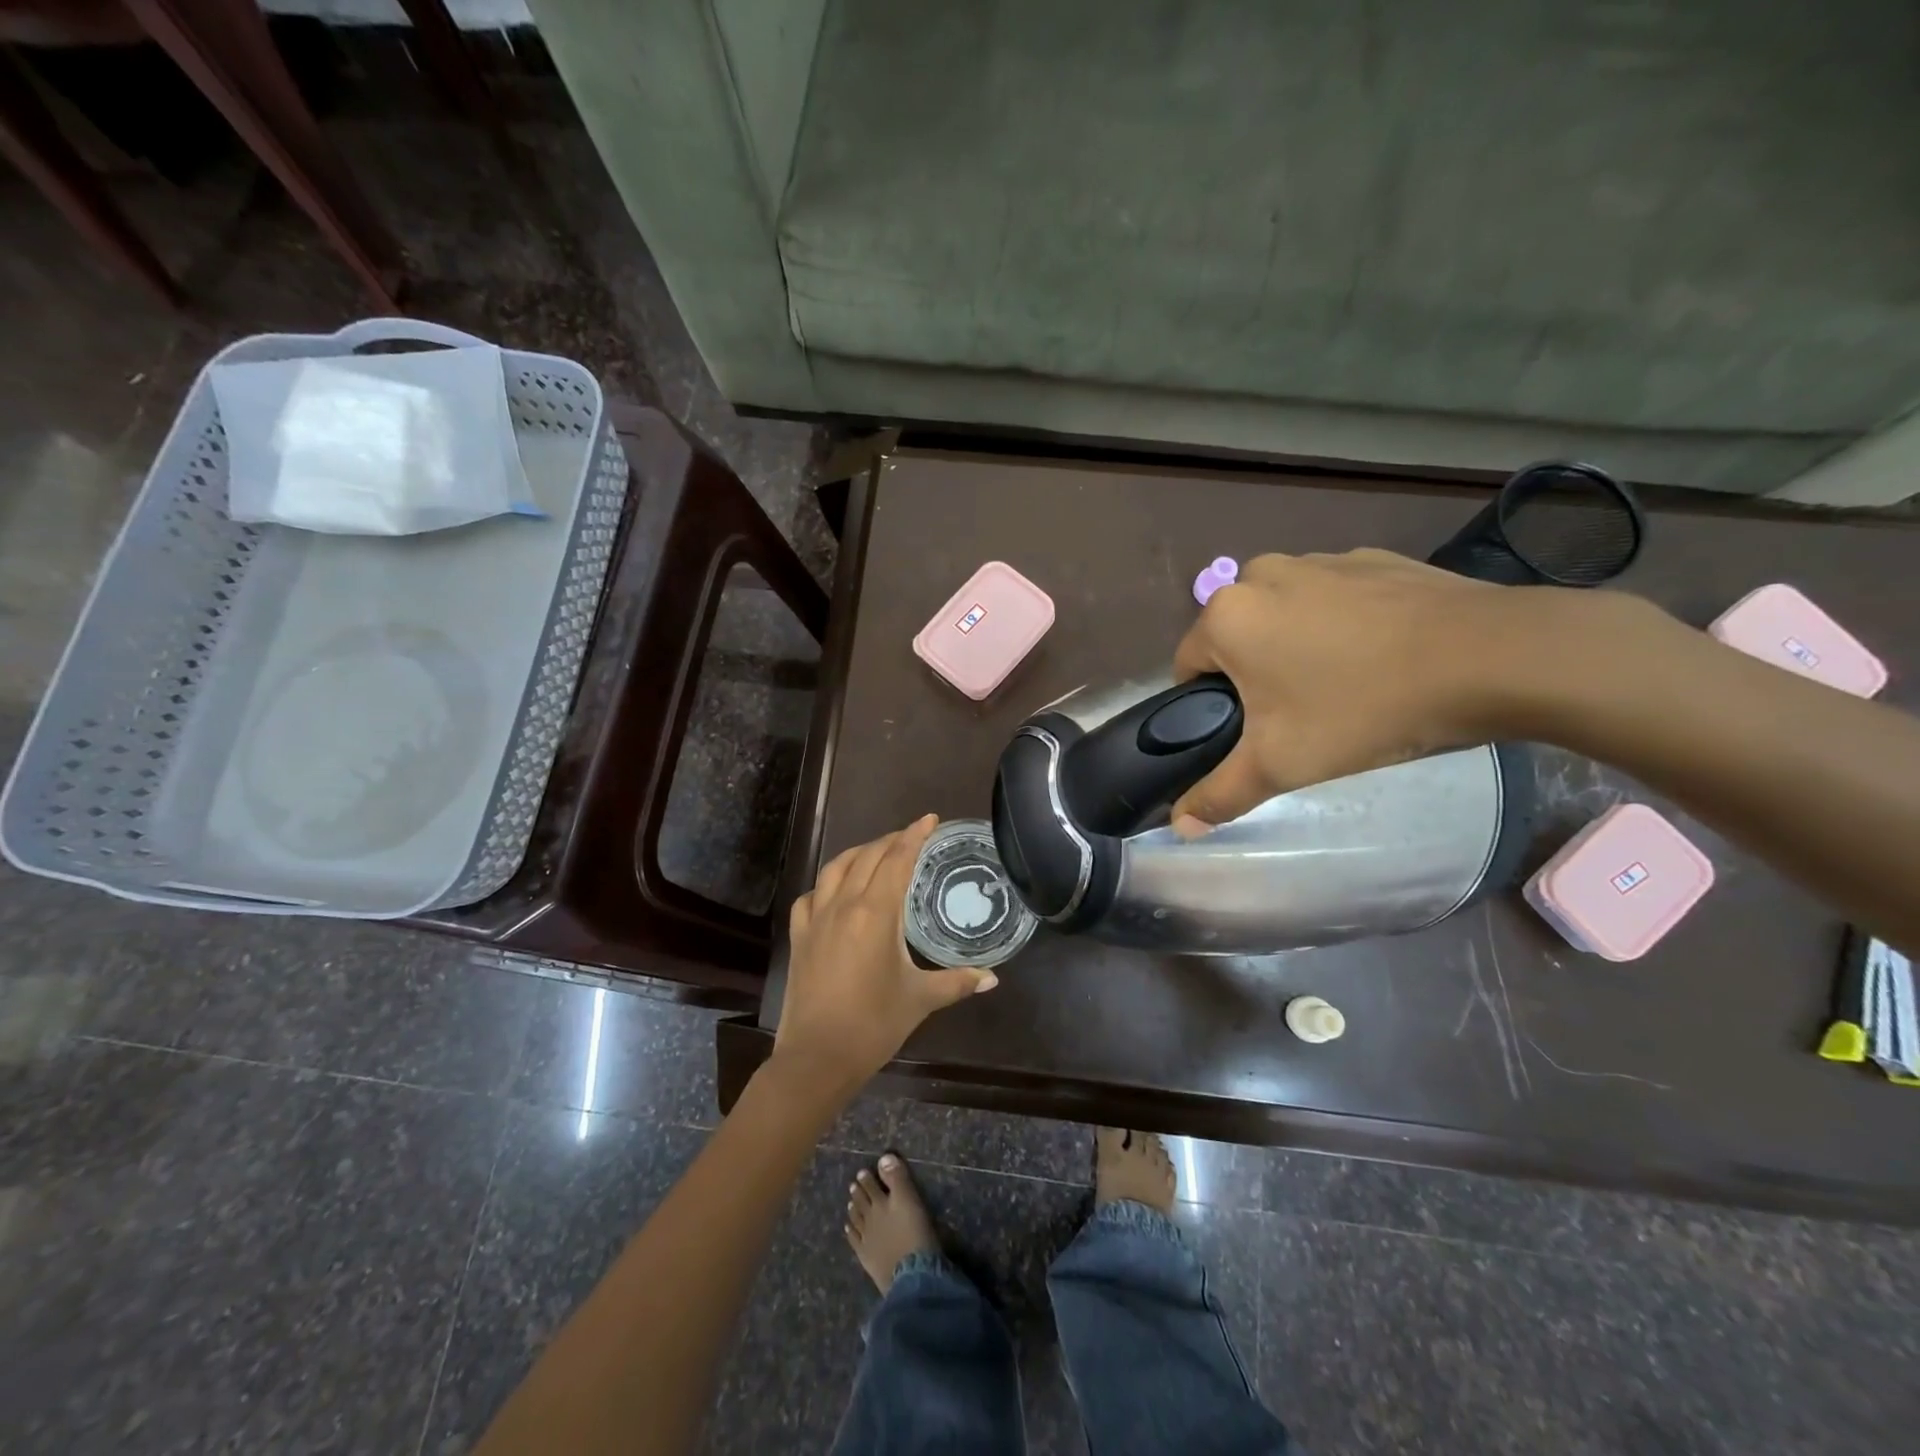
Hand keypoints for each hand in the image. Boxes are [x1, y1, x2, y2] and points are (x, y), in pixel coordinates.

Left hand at [774, 814, 998, 1096]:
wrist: (816, 1058)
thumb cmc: (873, 1025)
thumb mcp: (920, 1000)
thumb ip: (957, 982)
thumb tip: (992, 978)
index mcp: (875, 913)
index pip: (897, 860)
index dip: (914, 835)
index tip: (929, 819)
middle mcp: (843, 905)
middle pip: (867, 856)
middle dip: (891, 840)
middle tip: (912, 837)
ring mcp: (816, 919)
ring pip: (835, 868)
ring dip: (859, 853)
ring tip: (877, 853)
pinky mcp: (799, 936)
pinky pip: (811, 895)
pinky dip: (828, 883)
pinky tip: (836, 891)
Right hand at [1169, 549, 1535, 832]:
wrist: (1491, 658)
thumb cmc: (1363, 709)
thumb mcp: (1281, 765)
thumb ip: (1220, 794)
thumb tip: (1180, 826)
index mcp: (1227, 615)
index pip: (1189, 667)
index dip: (1210, 707)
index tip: (1250, 733)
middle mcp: (1261, 574)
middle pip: (1236, 639)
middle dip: (1255, 675)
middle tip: (1298, 715)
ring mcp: (1320, 560)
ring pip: (1283, 616)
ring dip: (1295, 646)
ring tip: (1345, 686)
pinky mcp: (1371, 559)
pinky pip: (1332, 599)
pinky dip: (1342, 625)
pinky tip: (1381, 656)